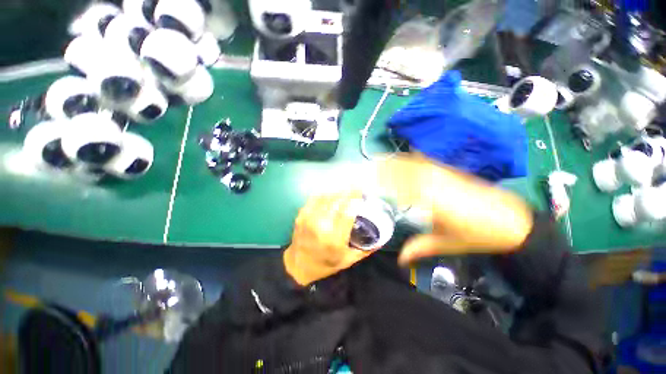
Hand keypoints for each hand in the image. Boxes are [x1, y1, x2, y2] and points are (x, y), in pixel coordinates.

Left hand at [283, 191, 372, 285]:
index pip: (347, 212)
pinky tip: (332, 191)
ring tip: (346, 187)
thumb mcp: (348, 260)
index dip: (355, 199)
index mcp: (334, 238)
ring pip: (326, 198)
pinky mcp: (302, 215)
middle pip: (337, 202)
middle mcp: (321, 226)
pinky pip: (315, 198)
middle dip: (348, 191)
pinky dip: (325, 193)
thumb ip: (365, 250)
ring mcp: (309, 218)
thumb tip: (381, 239)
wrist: (299, 265)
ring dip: (338, 191)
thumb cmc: (326, 264)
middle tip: (357, 186)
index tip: (362, 191)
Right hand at [377, 154, 533, 264]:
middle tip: (369, 170)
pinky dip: (412, 159)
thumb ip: (420, 247)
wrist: (512, 221)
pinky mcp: (451, 171)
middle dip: (386, 169)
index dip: (386, 183)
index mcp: (436, 203)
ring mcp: (445, 175)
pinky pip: (427, 162)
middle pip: (407, 171)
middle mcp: (438, 184)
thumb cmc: (478, 236)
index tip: (370, 182)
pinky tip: (403, 159)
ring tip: (381, 162)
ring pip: (415, 164)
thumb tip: (399, 260)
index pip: (404, 188)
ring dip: (397, 162)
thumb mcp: (447, 244)